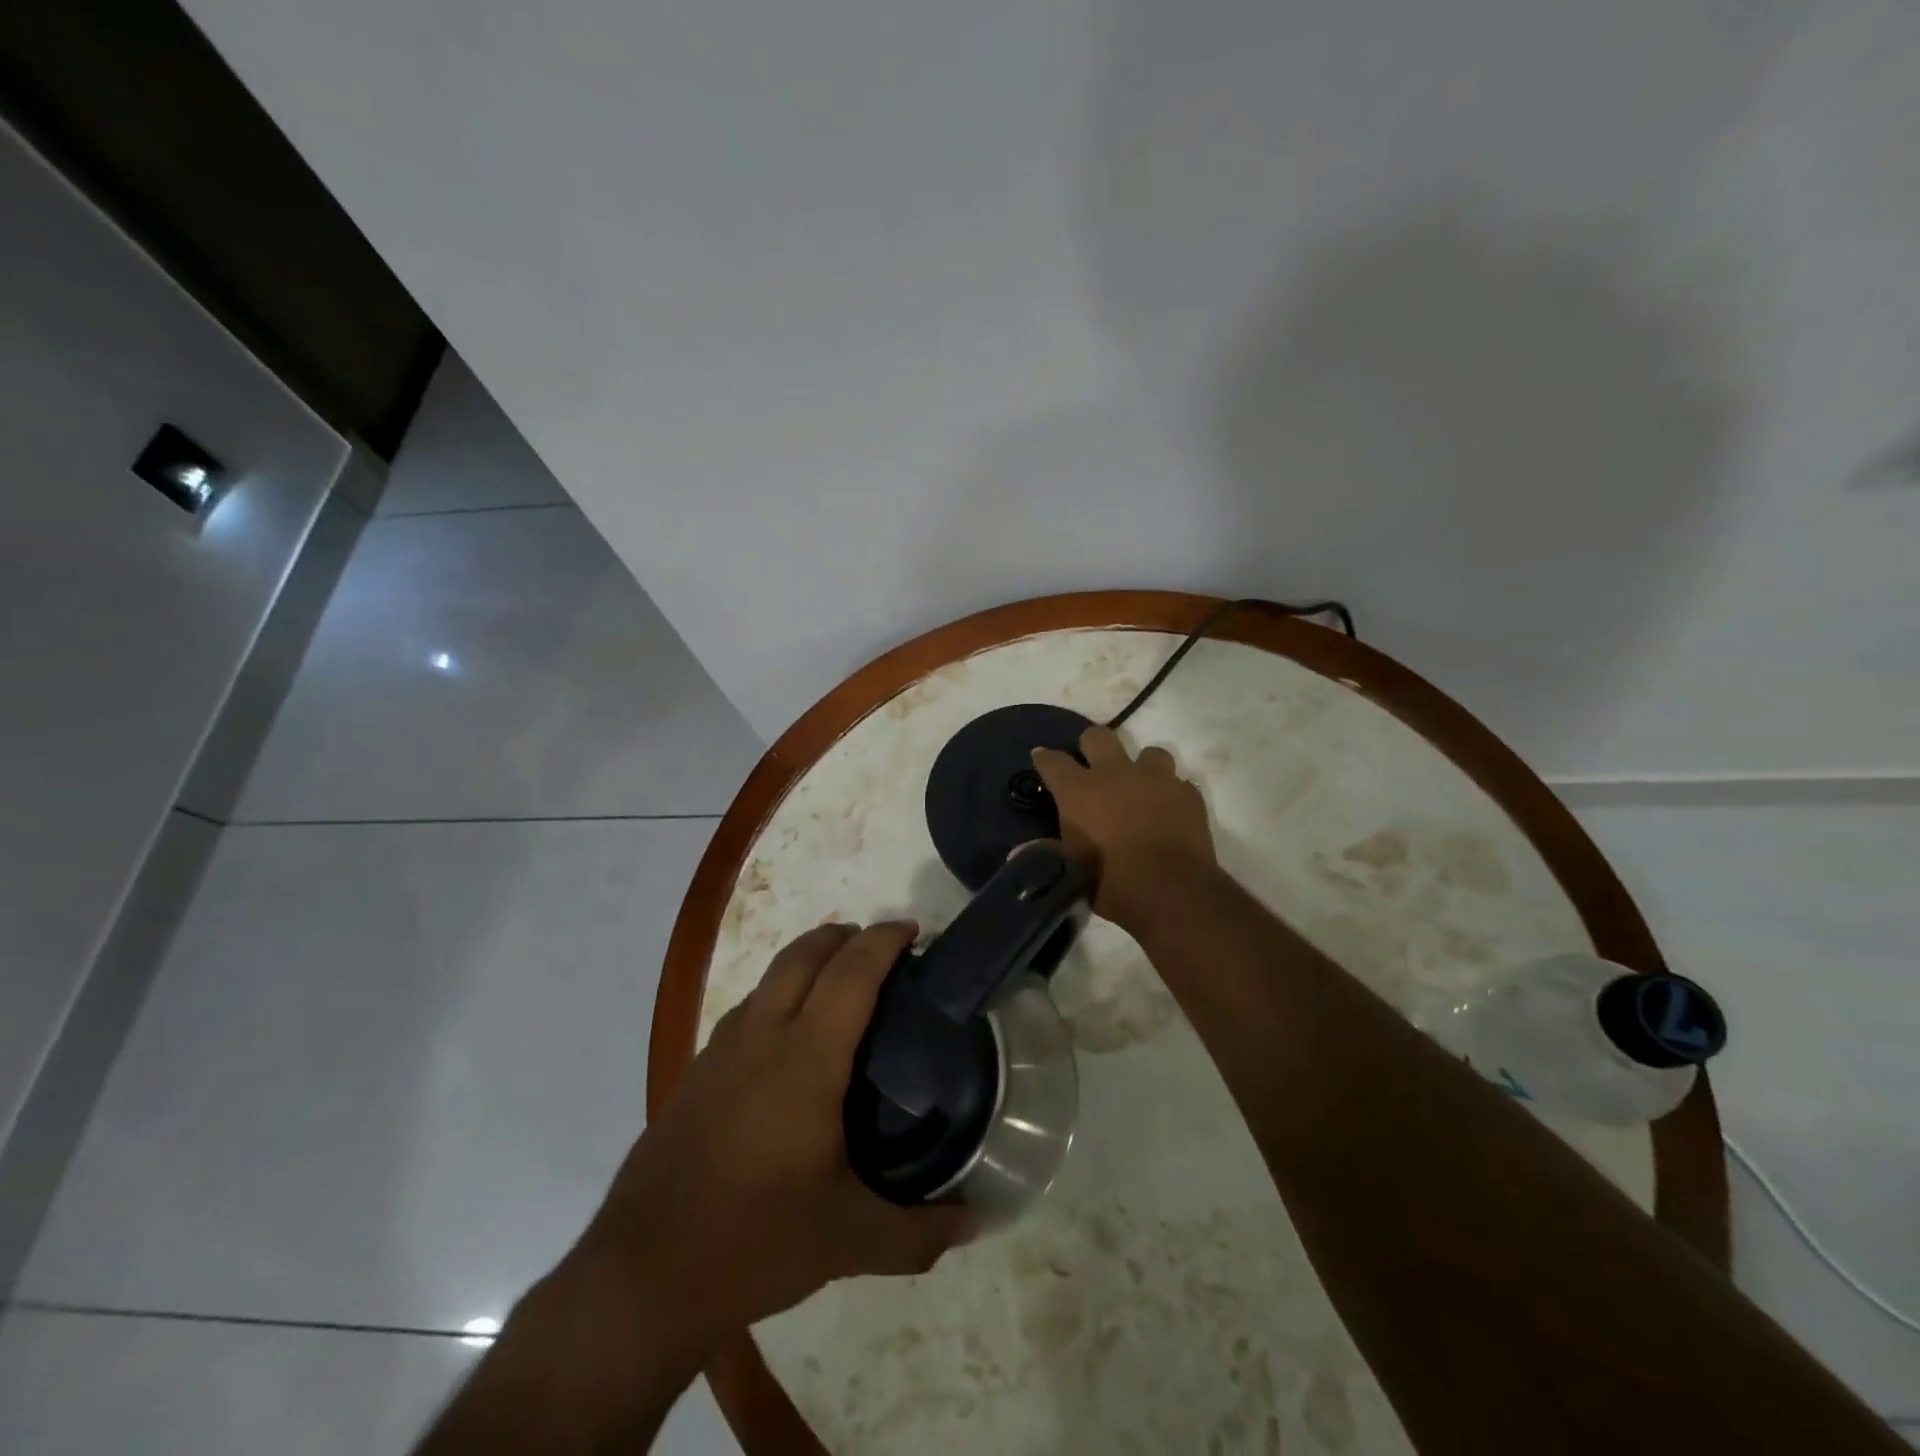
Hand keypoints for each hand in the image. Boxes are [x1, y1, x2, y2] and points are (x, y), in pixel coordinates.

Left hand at [570, 923, 972, 1356]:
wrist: (642, 1276)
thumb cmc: (755, 1242)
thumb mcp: (849, 1241)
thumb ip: (919, 1232)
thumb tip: (977, 1224)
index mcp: (807, 1058)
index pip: (852, 972)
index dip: (884, 940)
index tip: (913, 930)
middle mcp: (762, 1037)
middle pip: (803, 954)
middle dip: (844, 935)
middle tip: (880, 948)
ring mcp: (720, 1052)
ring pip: (769, 977)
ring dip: (806, 961)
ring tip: (838, 985)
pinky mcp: (694, 1074)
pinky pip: (745, 1011)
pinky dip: (776, 997)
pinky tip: (785, 1043)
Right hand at [1032, 724, 1215, 932]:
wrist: (1174, 893)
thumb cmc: (1114, 884)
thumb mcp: (1073, 870)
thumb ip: (1054, 850)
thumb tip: (1024, 851)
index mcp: (1079, 791)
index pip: (1052, 760)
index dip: (1044, 758)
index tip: (1042, 759)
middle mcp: (1115, 773)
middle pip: (1097, 736)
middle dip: (1091, 746)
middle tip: (1092, 766)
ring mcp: (1155, 779)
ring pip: (1148, 752)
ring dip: (1141, 768)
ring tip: (1140, 788)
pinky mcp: (1187, 793)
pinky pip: (1176, 782)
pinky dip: (1169, 794)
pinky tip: (1168, 812)